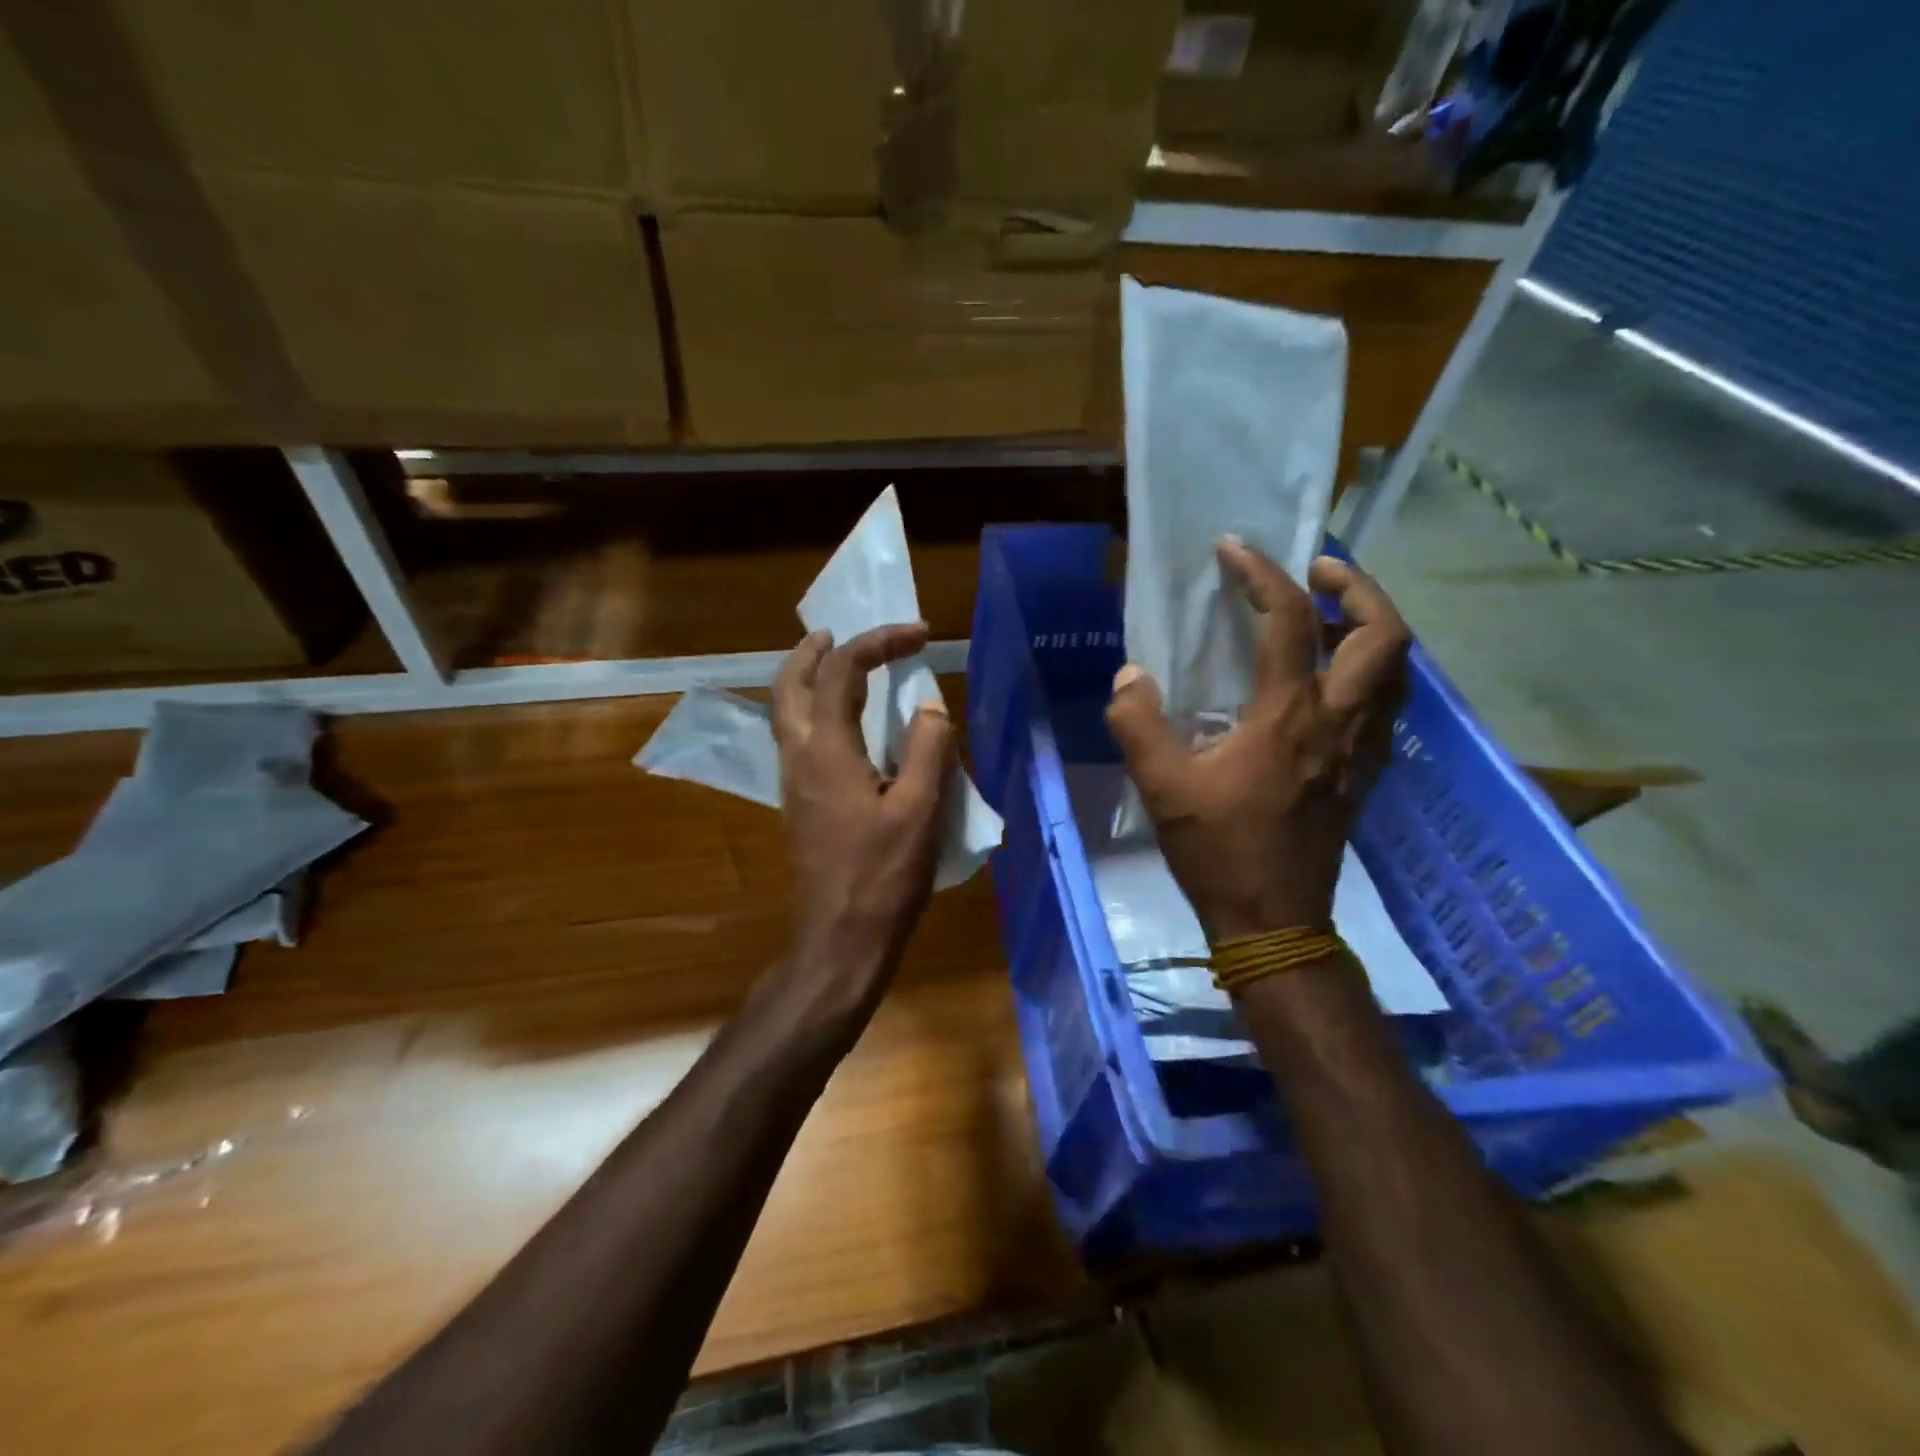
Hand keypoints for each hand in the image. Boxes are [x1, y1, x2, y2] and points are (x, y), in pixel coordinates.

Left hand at [771, 623, 952, 1007]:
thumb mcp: (919, 811)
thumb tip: (929, 704)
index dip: (878, 642)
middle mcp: (799, 757)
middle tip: (840, 634)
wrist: (839, 940)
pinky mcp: (799, 804)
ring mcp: (793, 782)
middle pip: (788, 684)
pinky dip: (811, 711)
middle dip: (813, 651)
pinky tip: (844, 726)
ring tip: (838, 667)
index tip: (919, 635)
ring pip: (784, 712)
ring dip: (805, 678)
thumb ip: (927, 749)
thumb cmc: (882, 877)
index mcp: (827, 750)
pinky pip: (795, 738)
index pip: (841, 672)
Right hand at [1106, 539, 1409, 942]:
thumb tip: (1131, 676)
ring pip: (1396, 667)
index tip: (1233, 548)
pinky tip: (1329, 679)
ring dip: (1370, 625)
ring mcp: (1362, 748)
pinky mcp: (1366, 772)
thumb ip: (1137, 722)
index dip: (1262, 574)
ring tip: (1327, 614)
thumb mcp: (1161, 785)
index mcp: (1289, 716)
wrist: (1273, 919)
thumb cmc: (1218, 849)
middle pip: (1383, 633)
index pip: (1288, 621)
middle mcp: (1340, 721)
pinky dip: (1368, 669)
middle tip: (1316, 571)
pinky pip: (1386, 701)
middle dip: (1357, 586)